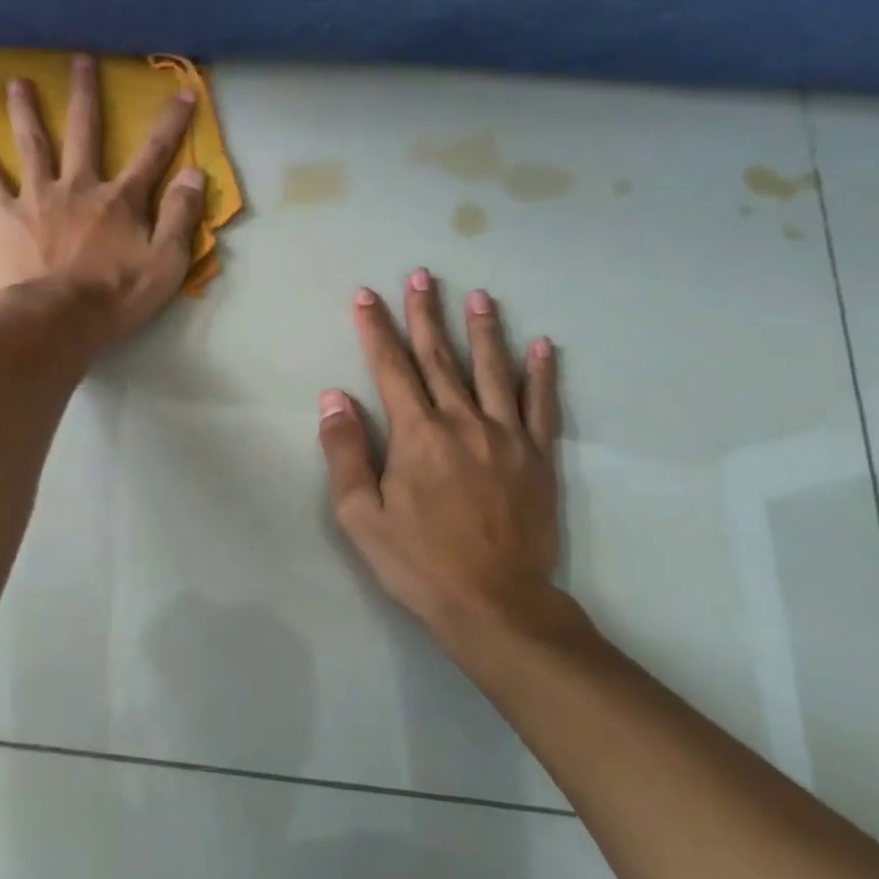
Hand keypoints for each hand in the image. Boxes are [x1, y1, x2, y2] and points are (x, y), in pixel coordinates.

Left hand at [0, 53, 205, 342]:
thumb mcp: (166, 264)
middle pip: (84, 132)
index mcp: (120, 200)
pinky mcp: (7, 216)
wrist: (57, 321)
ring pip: (33, 144)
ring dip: (26, 111)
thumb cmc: (115, 298)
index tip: (183, 92)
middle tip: (80, 60)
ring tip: (17, 82)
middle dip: (85, 95)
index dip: (171, 123)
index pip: (153, 154)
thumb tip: (195, 174)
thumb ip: (181, 217)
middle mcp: (79, 186)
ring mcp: (39, 197)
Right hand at [319, 269, 589, 667]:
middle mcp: (462, 422)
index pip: (391, 368)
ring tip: (478, 295)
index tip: (367, 295)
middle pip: (440, 357)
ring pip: (492, 370)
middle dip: (426, 314)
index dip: (376, 329)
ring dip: (483, 329)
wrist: (495, 602)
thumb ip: (346, 452)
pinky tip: (543, 346)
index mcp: (416, 435)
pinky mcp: (537, 457)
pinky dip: (542, 374)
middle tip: (422, 275)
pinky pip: (541, 405)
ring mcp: (505, 436)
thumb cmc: (418, 561)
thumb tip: (334, 398)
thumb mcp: (361, 515)